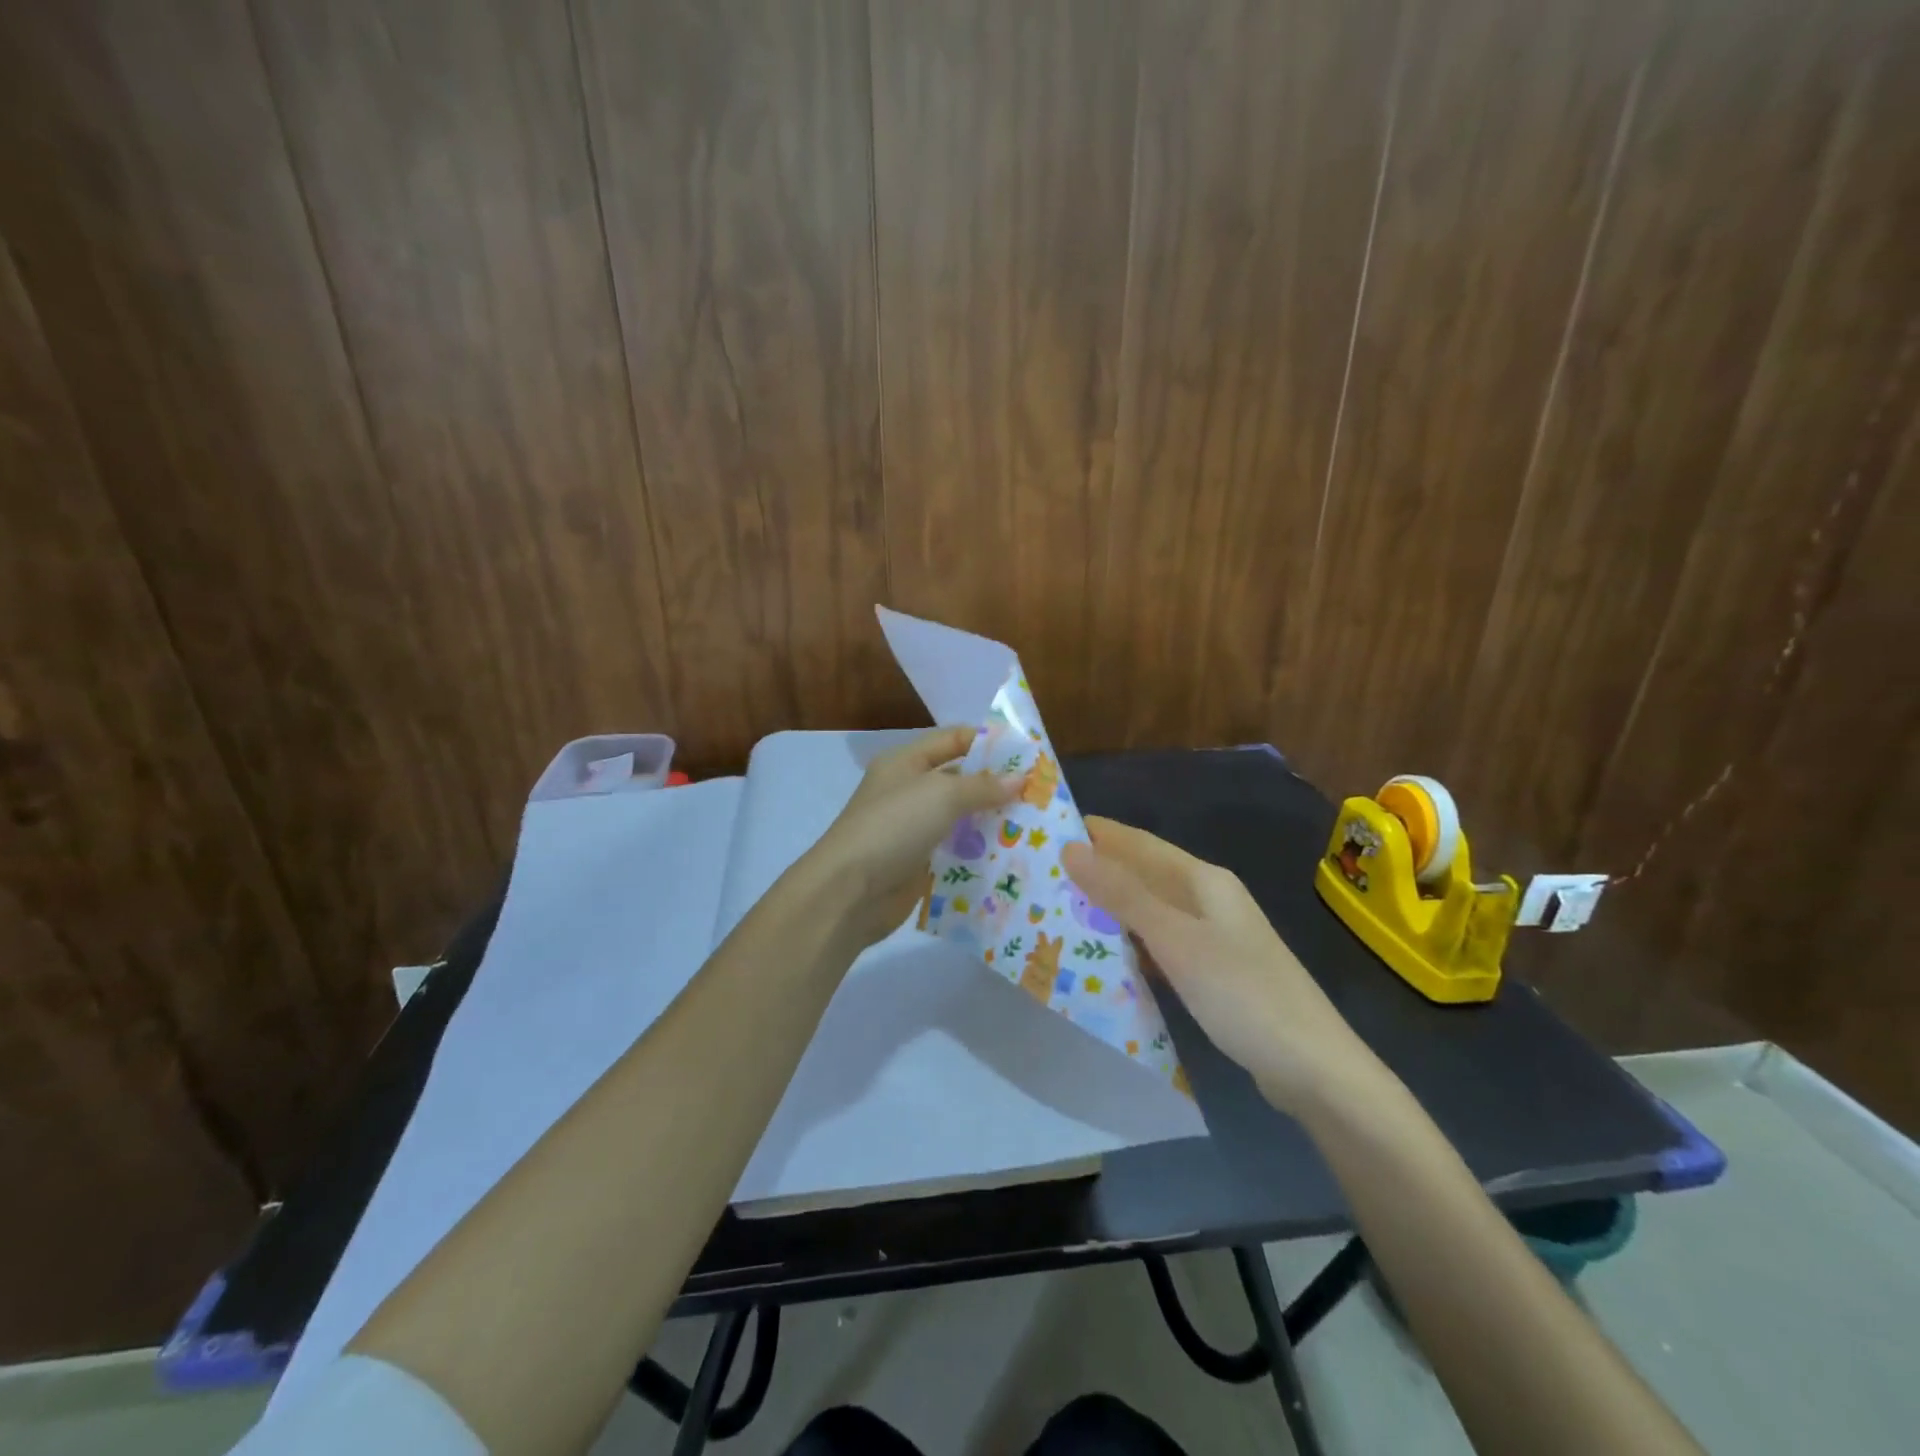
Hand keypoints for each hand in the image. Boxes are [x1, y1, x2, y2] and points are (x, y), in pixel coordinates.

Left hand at [808, 727, 1023, 947]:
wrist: (849, 892)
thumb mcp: (941, 795)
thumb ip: (982, 785)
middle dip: (997, 786)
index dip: (988, 742)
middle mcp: (908, 792)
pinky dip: (980, 854)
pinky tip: (1013, 858)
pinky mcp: (919, 864)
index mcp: (905, 763)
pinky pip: (956, 853)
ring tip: (1036, 827)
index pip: (952, 740)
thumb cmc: (893, 827)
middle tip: (1041, 794)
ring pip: (961, 819)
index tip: (1028, 754)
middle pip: (960, 781)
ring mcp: (912, 830)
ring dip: (993, 822)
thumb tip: (1019, 779)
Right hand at [1061, 817, 1379, 1112]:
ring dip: (1111, 907)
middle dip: (1098, 870)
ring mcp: (1213, 936)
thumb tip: (1071, 848)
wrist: (1314, 1070)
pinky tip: (1104, 954)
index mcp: (1203, 880)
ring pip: (1150, 910)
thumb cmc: (1242, 994)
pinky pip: (1160, 943)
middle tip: (1042, 874)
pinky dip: (1131, 942)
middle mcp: (1208, 900)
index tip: (1048, 830)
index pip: (1139, 843)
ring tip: (1060, 909)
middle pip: (1144, 874)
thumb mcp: (1176, 940)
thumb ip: (1123, 894)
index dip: (1097, 833)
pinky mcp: (1213, 971)